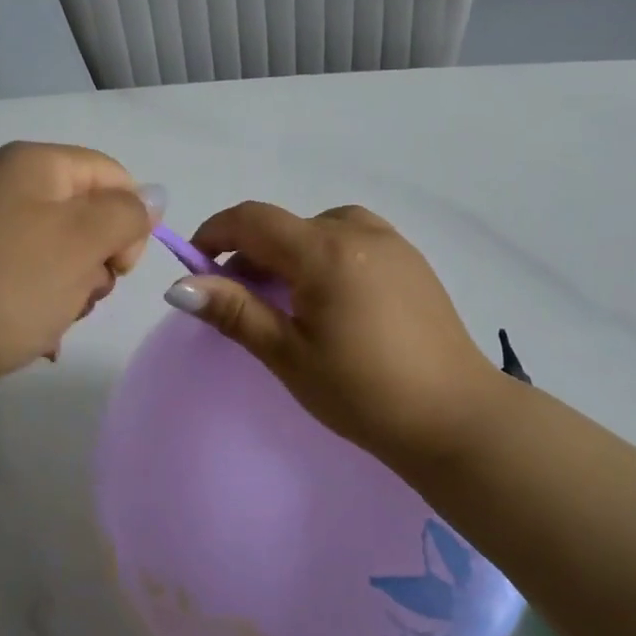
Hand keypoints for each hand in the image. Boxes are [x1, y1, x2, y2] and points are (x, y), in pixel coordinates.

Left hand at [0, 142, 158, 401]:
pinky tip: (30, 332)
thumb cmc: (7, 286)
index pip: (113, 175)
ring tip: (50, 319)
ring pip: (58, 249)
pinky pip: (24, 272)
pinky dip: (37, 301)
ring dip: (70, 288)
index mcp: (32, 163)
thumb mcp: (82, 242)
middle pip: (85, 213)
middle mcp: (1, 182)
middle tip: (81, 295)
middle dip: (97, 260)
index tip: (120, 268)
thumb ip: (128, 213)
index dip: (131, 220)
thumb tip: (151, 196)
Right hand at [166, 202, 503, 469]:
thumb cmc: (363, 392)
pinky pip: (353, 239)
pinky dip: (325, 255)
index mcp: (325, 251)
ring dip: (290, 252)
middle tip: (239, 299)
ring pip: (320, 228)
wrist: (456, 416)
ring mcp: (391, 242)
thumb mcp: (289, 355)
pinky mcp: (411, 260)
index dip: (215, 233)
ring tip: (287, 300)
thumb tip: (179, 286)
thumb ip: (235, 312)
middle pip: (286, 224)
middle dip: (251, 252)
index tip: (195, 264)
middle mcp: (359, 231)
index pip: (253, 219)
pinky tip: (331, 299)